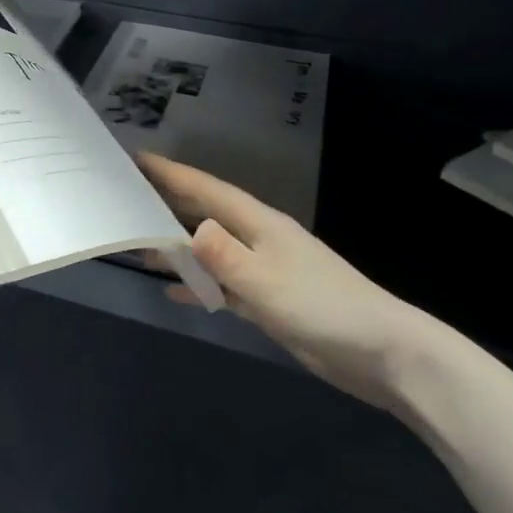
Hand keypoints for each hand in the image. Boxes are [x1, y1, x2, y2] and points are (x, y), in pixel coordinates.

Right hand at [139, 153, 457, 411]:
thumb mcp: (265, 280)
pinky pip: (221, 286)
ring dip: (177, 248)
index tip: (138, 159)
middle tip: (128, 195)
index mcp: (259, 224)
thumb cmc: (322, 308)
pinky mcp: (268, 301)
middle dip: (168, 203)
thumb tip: (187, 229)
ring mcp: (264, 270)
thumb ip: (222, 255)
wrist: (384, 354)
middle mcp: (257, 239)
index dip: (172, 174)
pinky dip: (197, 287)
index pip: (206, 190)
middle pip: (205, 214)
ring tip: (139, 245)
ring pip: (210, 251)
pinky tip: (172, 293)